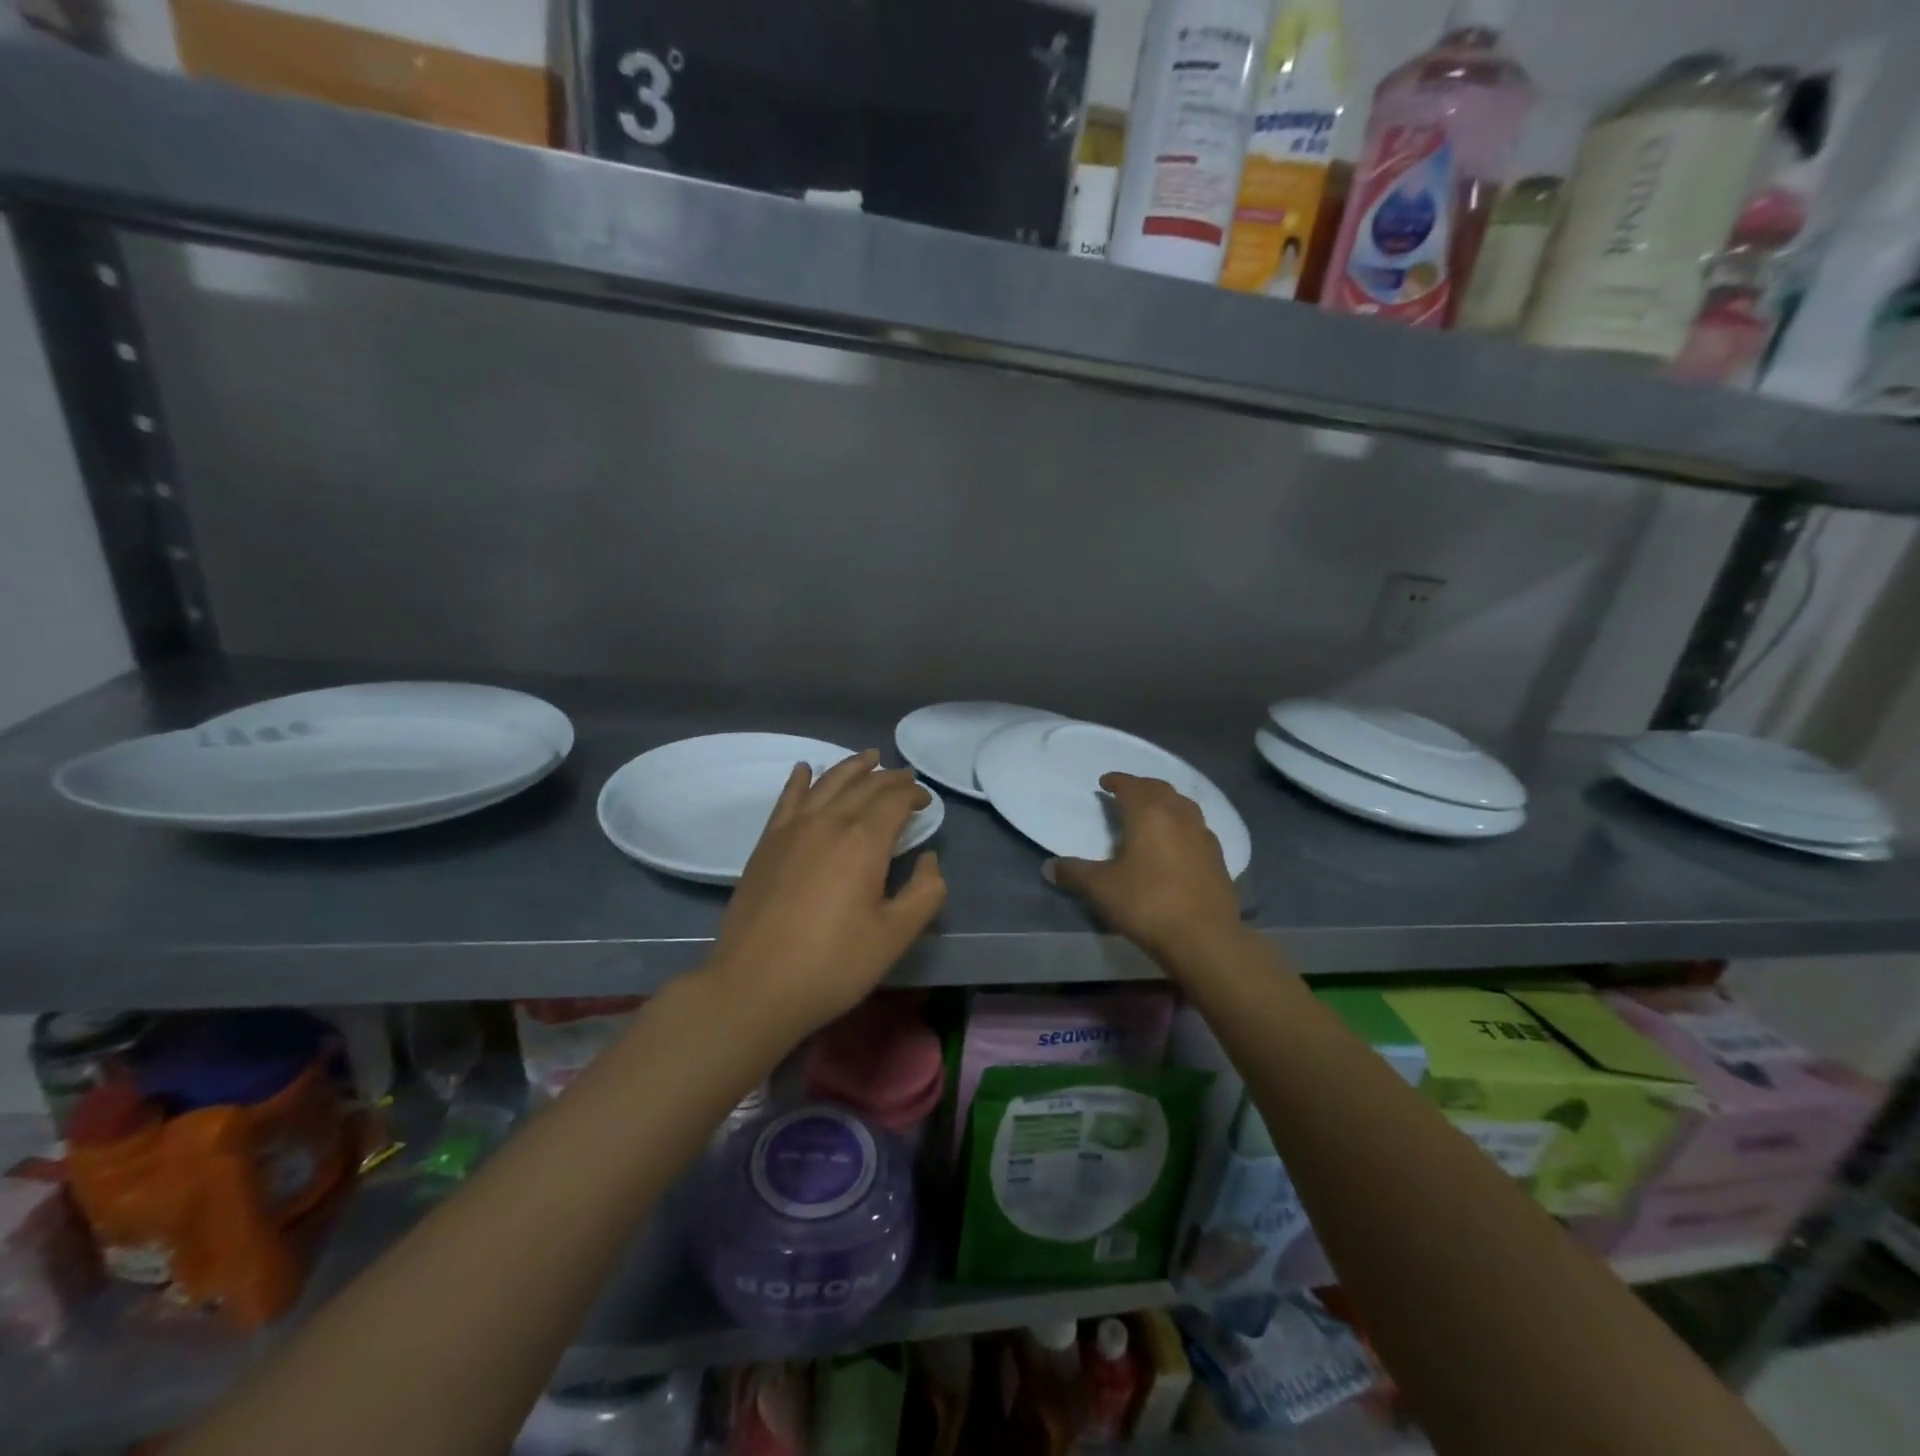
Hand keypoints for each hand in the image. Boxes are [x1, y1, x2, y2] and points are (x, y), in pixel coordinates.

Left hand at [706, 750, 945, 1039]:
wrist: (753, 987)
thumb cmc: (832, 965)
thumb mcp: (894, 936)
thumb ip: (924, 893)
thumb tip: (929, 859)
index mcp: (862, 841)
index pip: (894, 799)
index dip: (914, 794)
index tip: (926, 802)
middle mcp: (827, 822)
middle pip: (863, 785)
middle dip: (888, 777)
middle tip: (905, 777)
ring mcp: (791, 829)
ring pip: (826, 783)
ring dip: (851, 768)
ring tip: (869, 758)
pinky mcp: (766, 844)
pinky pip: (787, 799)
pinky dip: (800, 780)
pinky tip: (804, 770)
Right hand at [1046, 773, 1242, 964]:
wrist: (1204, 938)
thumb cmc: (1147, 903)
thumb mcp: (1101, 888)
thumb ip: (1074, 873)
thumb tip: (1048, 867)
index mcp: (1149, 814)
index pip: (1131, 785)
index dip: (1117, 781)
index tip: (1105, 782)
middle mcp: (1179, 816)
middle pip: (1160, 789)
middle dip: (1141, 787)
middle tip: (1126, 794)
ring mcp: (1203, 836)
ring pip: (1183, 805)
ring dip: (1165, 802)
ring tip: (1153, 813)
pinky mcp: (1218, 858)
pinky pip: (1197, 828)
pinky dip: (1183, 825)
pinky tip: (1177, 842)